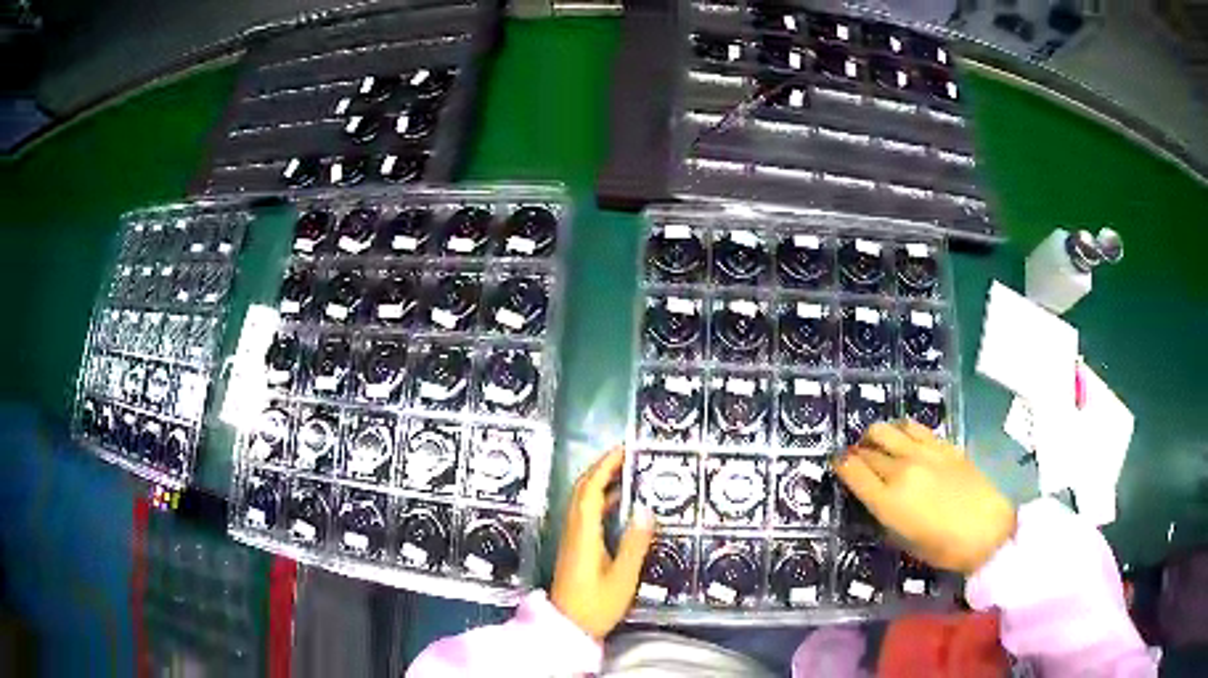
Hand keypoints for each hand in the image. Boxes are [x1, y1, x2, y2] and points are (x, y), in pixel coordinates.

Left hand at [551, 447, 655, 639]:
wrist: (568, 627)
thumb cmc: (596, 605)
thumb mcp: (622, 577)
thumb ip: (634, 544)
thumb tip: (646, 509)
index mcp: (583, 534)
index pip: (591, 490)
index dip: (605, 466)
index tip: (623, 450)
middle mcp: (573, 531)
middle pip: (581, 490)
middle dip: (601, 468)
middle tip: (626, 456)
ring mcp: (571, 539)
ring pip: (581, 501)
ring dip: (600, 482)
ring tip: (626, 473)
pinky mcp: (574, 548)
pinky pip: (585, 514)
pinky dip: (600, 501)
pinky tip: (619, 505)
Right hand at [835, 421, 1015, 573]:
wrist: (987, 530)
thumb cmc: (944, 548)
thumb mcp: (905, 541)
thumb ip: (885, 514)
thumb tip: (874, 497)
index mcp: (888, 501)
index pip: (852, 470)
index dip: (841, 466)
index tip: (839, 467)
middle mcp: (901, 470)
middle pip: (868, 449)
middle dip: (857, 453)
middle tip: (858, 460)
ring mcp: (924, 453)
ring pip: (887, 429)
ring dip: (876, 436)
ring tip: (878, 445)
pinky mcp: (943, 444)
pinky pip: (913, 427)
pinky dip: (900, 430)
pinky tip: (904, 439)